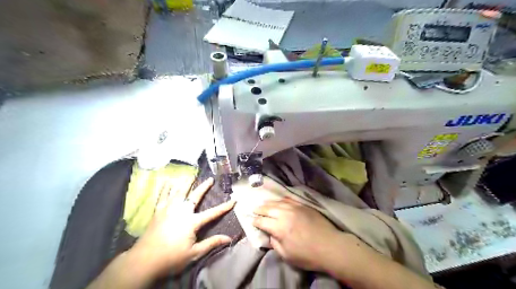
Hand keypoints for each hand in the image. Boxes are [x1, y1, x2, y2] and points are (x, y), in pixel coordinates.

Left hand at [129, 177, 234, 276]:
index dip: (224, 207)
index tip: (233, 200)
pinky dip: (165, 188)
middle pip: (195, 196)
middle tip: (210, 179)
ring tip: (190, 175)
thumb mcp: (194, 253)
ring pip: (178, 192)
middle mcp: (181, 211)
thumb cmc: (171, 258)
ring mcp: (168, 209)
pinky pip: (162, 196)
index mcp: (192, 222)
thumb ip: (211, 243)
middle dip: (204, 187)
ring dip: (185, 183)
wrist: (144, 261)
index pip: (212, 213)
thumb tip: (229, 239)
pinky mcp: (158, 212)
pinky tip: (168, 182)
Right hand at [254, 198, 346, 271]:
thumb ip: (275, 244)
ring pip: (278, 202)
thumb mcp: (287, 255)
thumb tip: (270, 234)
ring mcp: (295, 208)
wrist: (330, 246)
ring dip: (269, 202)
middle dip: (260, 209)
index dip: (256, 221)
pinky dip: (282, 199)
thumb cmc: (308, 255)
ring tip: (264, 203)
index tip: (252, 221)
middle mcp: (285, 214)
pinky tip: (280, 199)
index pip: (263, 221)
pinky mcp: (304, 206)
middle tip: (254, 209)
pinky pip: (290, 199)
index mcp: (279, 228)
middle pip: (268, 209)